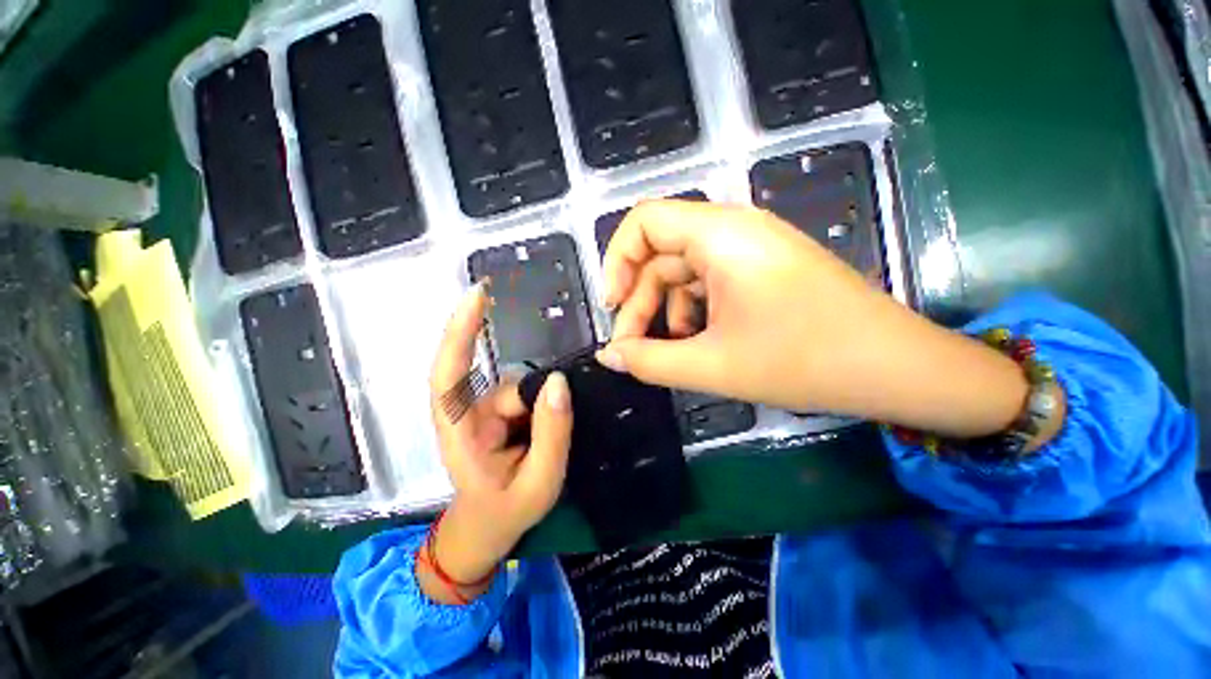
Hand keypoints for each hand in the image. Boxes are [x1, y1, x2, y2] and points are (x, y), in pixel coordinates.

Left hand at [421, 283, 571, 602]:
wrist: (486, 531)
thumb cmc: (504, 514)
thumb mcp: (539, 483)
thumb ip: (551, 434)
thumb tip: (560, 381)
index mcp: (459, 434)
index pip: (448, 376)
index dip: (460, 333)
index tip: (477, 295)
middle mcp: (467, 414)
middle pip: (506, 386)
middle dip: (536, 410)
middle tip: (551, 444)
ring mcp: (485, 412)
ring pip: (523, 391)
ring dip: (542, 416)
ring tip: (544, 450)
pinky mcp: (500, 413)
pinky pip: (528, 397)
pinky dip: (542, 410)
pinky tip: (544, 436)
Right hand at [598, 200, 1030, 437]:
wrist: (897, 368)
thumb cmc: (805, 361)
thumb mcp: (713, 366)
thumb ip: (649, 361)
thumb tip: (608, 357)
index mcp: (720, 235)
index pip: (643, 222)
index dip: (616, 262)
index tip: (612, 308)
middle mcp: (733, 230)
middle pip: (660, 253)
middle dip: (638, 300)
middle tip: (631, 347)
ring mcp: (751, 249)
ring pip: (683, 270)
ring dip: (663, 308)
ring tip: (666, 350)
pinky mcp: (762, 269)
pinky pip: (708, 281)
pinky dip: (690, 309)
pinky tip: (696, 341)